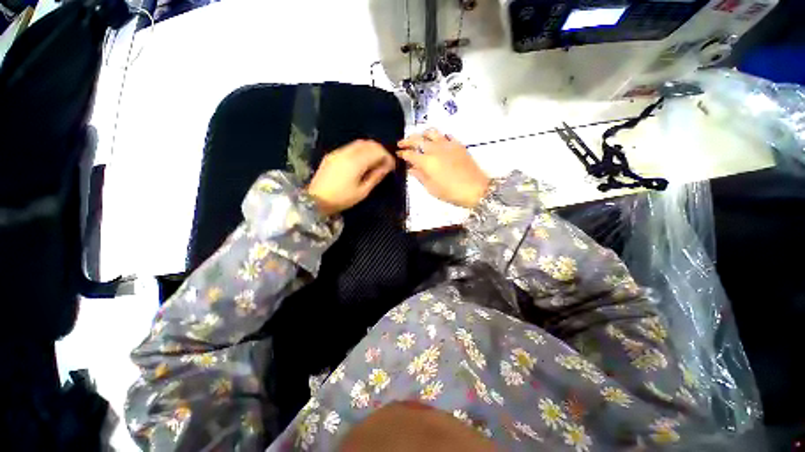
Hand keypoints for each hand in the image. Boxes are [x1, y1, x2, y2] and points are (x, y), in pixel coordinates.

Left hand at [307, 140, 395, 215]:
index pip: (377, 151)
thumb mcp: (363, 191)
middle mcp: (347, 152)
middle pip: (369, 143)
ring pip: (359, 143)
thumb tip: (387, 167)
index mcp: (356, 162)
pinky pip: (350, 147)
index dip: (387, 157)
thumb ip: (376, 176)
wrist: (316, 199)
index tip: (392, 166)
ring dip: (370, 149)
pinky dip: (360, 151)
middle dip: (380, 151)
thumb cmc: (342, 198)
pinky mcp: (332, 154)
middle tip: (385, 163)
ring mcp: (338, 152)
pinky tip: (362, 162)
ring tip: (375, 162)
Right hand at [398, 129, 489, 208]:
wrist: (475, 188)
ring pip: (431, 132)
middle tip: (401, 143)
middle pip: (418, 139)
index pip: (410, 154)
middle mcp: (435, 149)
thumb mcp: (431, 188)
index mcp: (426, 161)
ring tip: (419, 138)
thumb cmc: (451, 192)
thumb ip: (420, 176)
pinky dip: (439, 137)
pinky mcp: (458, 144)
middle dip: (407, 140)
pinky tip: (437, 141)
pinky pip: (446, 135)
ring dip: (422, 134)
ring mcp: (447, 144)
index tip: (397, 154)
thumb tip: (411, 168)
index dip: (402, 153)